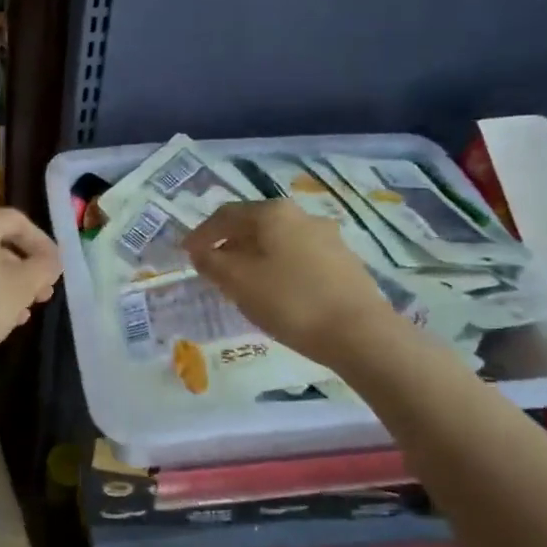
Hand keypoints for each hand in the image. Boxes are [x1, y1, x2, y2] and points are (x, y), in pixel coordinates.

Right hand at [186, 201, 401, 366]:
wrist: (360, 333)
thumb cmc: (290, 301)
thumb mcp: (239, 282)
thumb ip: (212, 263)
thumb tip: (200, 252)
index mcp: (274, 213)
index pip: (226, 214)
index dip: (201, 233)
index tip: (186, 253)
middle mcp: (302, 216)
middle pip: (254, 224)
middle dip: (229, 243)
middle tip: (211, 266)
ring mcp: (328, 237)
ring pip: (278, 241)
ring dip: (254, 256)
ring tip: (241, 281)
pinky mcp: (344, 262)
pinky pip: (298, 256)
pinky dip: (277, 266)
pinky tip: (274, 291)